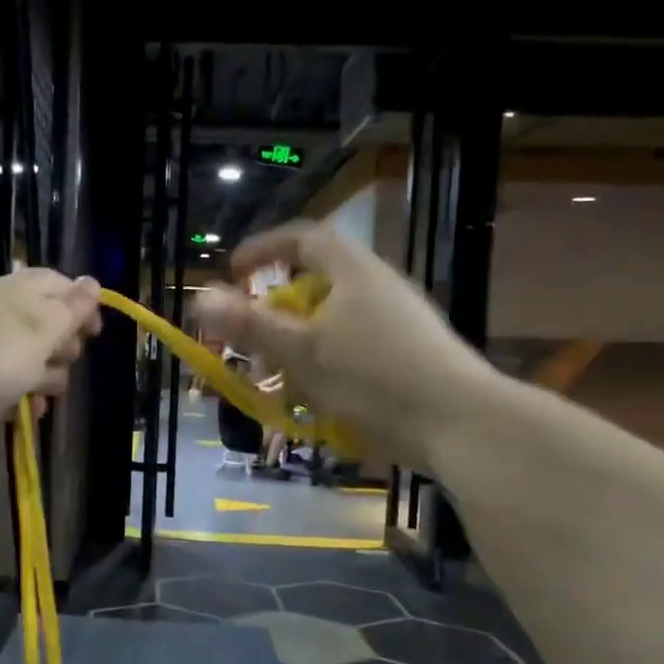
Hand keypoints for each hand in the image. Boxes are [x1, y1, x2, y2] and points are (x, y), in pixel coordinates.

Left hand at [0, 269, 102, 458]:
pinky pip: (13, 391)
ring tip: (47, 389)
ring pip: (31, 361)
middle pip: (45, 326)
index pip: (53, 285)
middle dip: (64, 344)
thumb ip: (70, 308)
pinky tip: (32, 411)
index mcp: (13, 294)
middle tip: (66, 357)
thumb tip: (93, 283)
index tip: (96, 329)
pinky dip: (25, 400)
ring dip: (48, 376)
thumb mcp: (40, 327)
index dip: (80, 302)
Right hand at [193, 223, 498, 469]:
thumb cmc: (375, 379)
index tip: (235, 272)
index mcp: (355, 273)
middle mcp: (380, 288)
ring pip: (334, 322)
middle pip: (318, 283)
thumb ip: (251, 325)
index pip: (305, 238)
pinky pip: (355, 349)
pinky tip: (319, 402)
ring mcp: (401, 323)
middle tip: (251, 340)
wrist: (462, 425)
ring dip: (299, 345)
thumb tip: (201, 297)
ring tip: (279, 381)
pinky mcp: (412, 357)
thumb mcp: (302, 353)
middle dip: (276, 311)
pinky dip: (326, 365)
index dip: (265, 248)